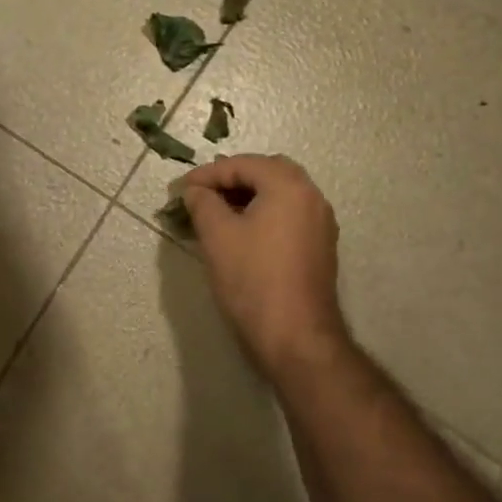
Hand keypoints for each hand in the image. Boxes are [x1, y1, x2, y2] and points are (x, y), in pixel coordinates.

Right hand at [180, 154, 351, 377]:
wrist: (296, 337)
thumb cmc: (253, 280)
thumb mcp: (217, 236)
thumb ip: (203, 203)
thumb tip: (195, 191)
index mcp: (289, 186)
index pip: (242, 164)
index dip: (207, 174)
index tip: (180, 190)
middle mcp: (312, 197)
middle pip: (267, 172)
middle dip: (232, 179)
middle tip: (202, 194)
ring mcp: (320, 223)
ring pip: (280, 194)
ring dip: (248, 196)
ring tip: (216, 212)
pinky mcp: (320, 247)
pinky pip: (289, 215)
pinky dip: (264, 213)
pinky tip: (241, 232)